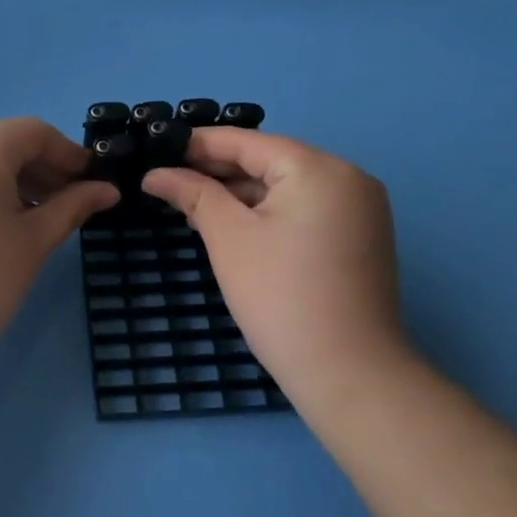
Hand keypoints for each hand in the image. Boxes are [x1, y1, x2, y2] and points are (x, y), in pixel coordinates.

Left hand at [0, 118, 118, 368]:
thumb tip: (108, 191)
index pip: (33, 132)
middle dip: (38, 162)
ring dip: (9, 173)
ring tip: (34, 213)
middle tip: (66, 198)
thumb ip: (72, 207)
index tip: (92, 182)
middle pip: (1, 138)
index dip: (68, 153)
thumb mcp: (33, 242)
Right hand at [141, 129, 406, 405]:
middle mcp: (347, 177)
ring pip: (287, 187)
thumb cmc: (280, 296)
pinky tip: (233, 225)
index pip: (248, 142)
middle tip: (169, 180)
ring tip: (192, 204)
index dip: (200, 144)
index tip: (159, 148)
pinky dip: (269, 213)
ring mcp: (360, 209)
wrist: (349, 374)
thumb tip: (156, 174)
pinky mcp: (360, 237)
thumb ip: (194, 194)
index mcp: (318, 168)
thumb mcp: (228, 238)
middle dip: (219, 171)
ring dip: (241, 194)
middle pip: (270, 161)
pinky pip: (305, 209)